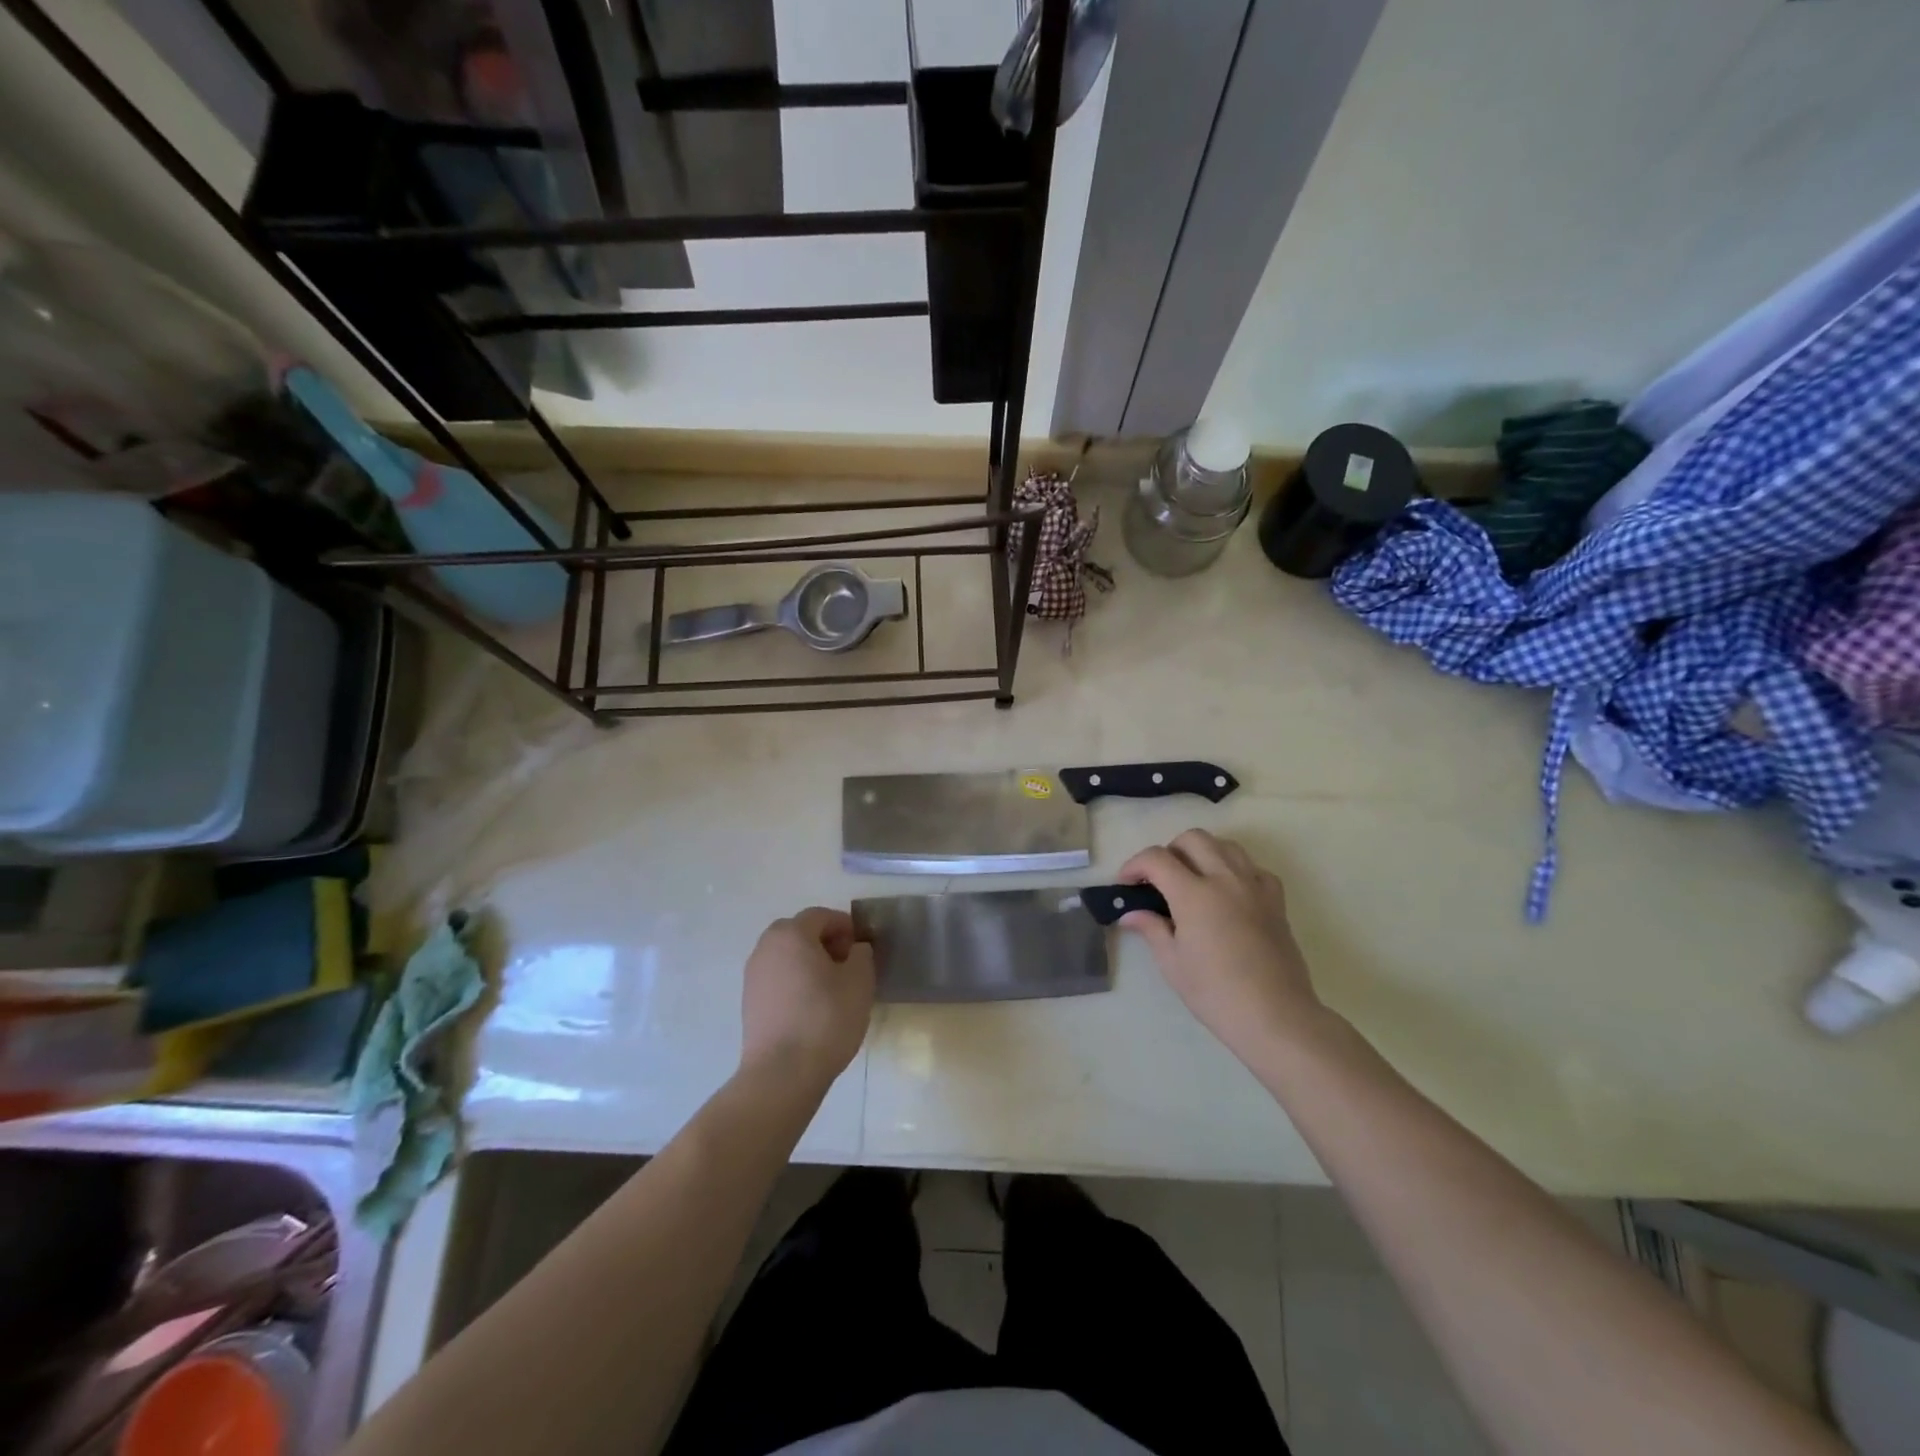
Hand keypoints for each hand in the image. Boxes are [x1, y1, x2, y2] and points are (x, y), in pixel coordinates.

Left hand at [740, 908, 875, 1091]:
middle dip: (824, 941)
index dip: (845, 926)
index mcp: (792, 934)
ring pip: (785, 956)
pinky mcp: (749, 1002)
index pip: (821, 916)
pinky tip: (811, 1007)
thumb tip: (855, 949)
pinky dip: (794, 981)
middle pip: (799, 932)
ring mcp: (753, 975)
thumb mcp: (860, 982)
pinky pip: (776, 978)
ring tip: (830, 988)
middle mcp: (766, 947)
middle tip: (846, 965)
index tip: (861, 948)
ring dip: (807, 962)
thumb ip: (861, 955)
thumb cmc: (826, 1019)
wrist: (782, 1073)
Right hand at [1118, 831, 1329, 1064]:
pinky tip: (1227, 892)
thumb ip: (1151, 929)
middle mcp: (1225, 879)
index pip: (1156, 858)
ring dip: (1202, 852)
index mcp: (1194, 894)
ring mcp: (1254, 887)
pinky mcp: (1276, 900)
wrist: (1275, 1016)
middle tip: (1159, 879)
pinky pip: (1253, 867)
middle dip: (1169, 851)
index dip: (1134, 865)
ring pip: (1226, 845)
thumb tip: (1131, 914)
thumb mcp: (1172, 963)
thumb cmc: (1216, 993)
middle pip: (1193, 838)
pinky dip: (1235, 869)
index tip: (1126, 883)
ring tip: (1192, 879)